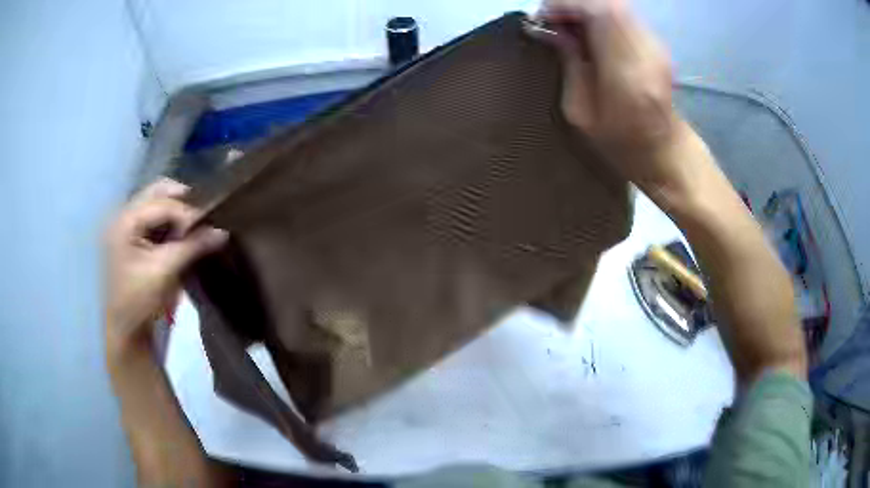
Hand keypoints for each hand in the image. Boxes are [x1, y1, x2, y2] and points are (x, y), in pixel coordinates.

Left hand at [104, 178, 226, 355]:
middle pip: (158, 193)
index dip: (188, 211)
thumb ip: (192, 246)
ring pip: (157, 203)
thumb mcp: (165, 271)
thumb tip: (223, 231)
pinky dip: (171, 223)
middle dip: (183, 202)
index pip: (162, 203)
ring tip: (196, 226)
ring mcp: (127, 225)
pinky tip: (183, 234)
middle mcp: (124, 215)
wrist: (126, 330)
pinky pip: (155, 219)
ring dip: (178, 211)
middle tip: (204, 217)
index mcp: (125, 221)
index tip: (212, 223)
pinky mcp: (132, 237)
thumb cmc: (139, 301)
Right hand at [536, 0, 698, 197]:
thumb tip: (549, 29)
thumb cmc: (620, 143)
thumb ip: (568, 64)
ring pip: (615, 5)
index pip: (598, 13)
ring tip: (567, 25)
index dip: (565, 6)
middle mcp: (645, 51)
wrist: (666, 151)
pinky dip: (599, 15)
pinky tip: (588, 31)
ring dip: (586, 9)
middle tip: (552, 20)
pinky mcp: (656, 43)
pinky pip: (623, 15)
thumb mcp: (580, 113)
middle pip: (608, 3)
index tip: (541, 17)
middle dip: (573, 5)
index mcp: (625, 73)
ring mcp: (655, 45)